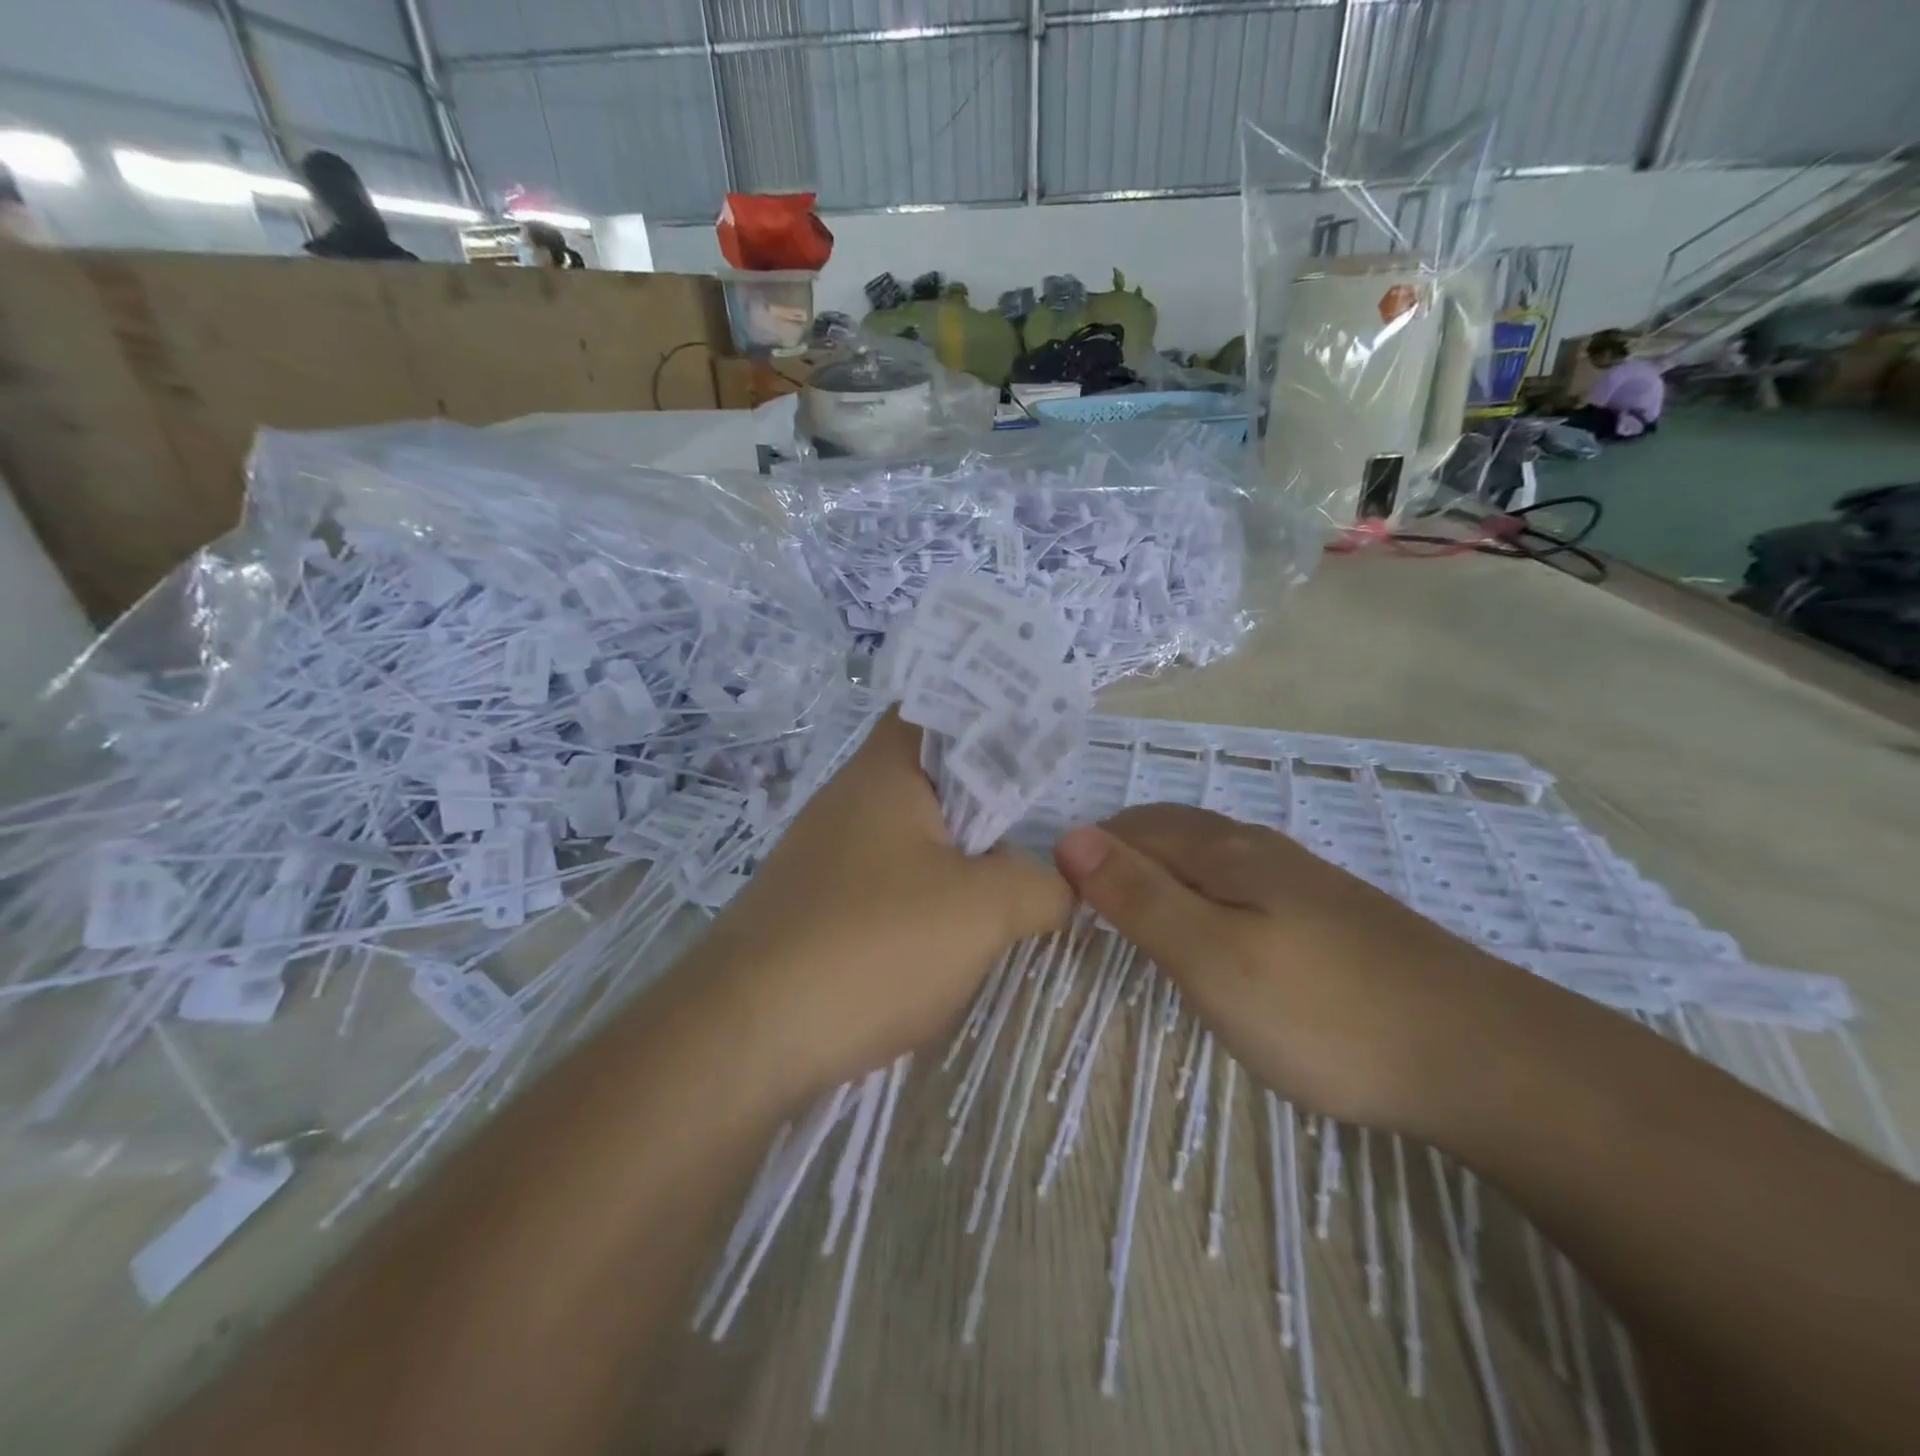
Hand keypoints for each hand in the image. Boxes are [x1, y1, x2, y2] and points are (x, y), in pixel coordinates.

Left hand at [688, 710, 1071, 1099]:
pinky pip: (885, 885)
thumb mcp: (983, 910)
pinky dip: (924, 899)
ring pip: (912, 837)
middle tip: (1042, 823)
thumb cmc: (874, 943)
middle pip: (932, 778)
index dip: (990, 717)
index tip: (1039, 745)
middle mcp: (848, 801)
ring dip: (958, 858)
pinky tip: (949, 938)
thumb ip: (1039, 886)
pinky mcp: (815, 908)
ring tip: (1011, 883)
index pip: (938, 708)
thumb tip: (1059, 886)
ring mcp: (825, 856)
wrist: (746, 1037)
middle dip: (988, 800)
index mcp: (885, 771)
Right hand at [1054, 804, 1519, 1132]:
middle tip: (1084, 904)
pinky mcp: (1331, 916)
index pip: (1133, 828)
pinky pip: (1243, 885)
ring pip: (1209, 858)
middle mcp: (1261, 850)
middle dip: (1121, 854)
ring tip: (1136, 914)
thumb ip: (1139, 897)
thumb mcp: (1211, 958)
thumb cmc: (1324, 1011)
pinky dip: (1203, 895)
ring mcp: (1302, 881)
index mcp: (1225, 852)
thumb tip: (1071, 837)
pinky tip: (1216, 932)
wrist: (1481, 1055)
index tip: (1056, 896)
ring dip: (1162, 872)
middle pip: (1171, 833)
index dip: (1088, 851)